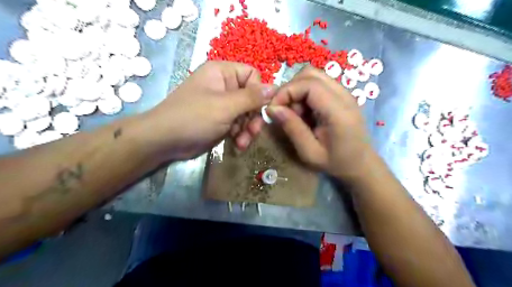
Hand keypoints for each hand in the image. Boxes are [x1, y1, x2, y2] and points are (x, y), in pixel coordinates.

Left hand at [140, 61, 275, 161]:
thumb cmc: (194, 117)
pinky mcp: (221, 120)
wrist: (165, 141)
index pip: (253, 75)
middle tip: (253, 132)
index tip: (260, 109)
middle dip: (254, 117)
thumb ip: (251, 97)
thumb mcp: (225, 106)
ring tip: (243, 142)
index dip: (259, 92)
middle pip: (252, 97)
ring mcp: (222, 104)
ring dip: (248, 129)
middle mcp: (224, 86)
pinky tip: (238, 145)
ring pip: (247, 113)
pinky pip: (239, 124)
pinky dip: (240, 135)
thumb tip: (275, 88)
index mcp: (222, 73)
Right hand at [268, 67, 374, 180]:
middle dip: (290, 89)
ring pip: (313, 76)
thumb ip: (292, 128)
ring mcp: (345, 92)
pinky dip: (305, 93)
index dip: (286, 91)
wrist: (361, 164)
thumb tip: (272, 108)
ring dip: (297, 90)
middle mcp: (344, 95)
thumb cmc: (336, 162)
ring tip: (295, 113)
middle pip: (310, 74)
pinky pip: (318, 84)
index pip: (309, 84)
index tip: (273, 109)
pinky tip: (305, 112)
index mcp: (339, 111)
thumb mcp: (309, 152)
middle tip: (284, 110)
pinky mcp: (342, 94)